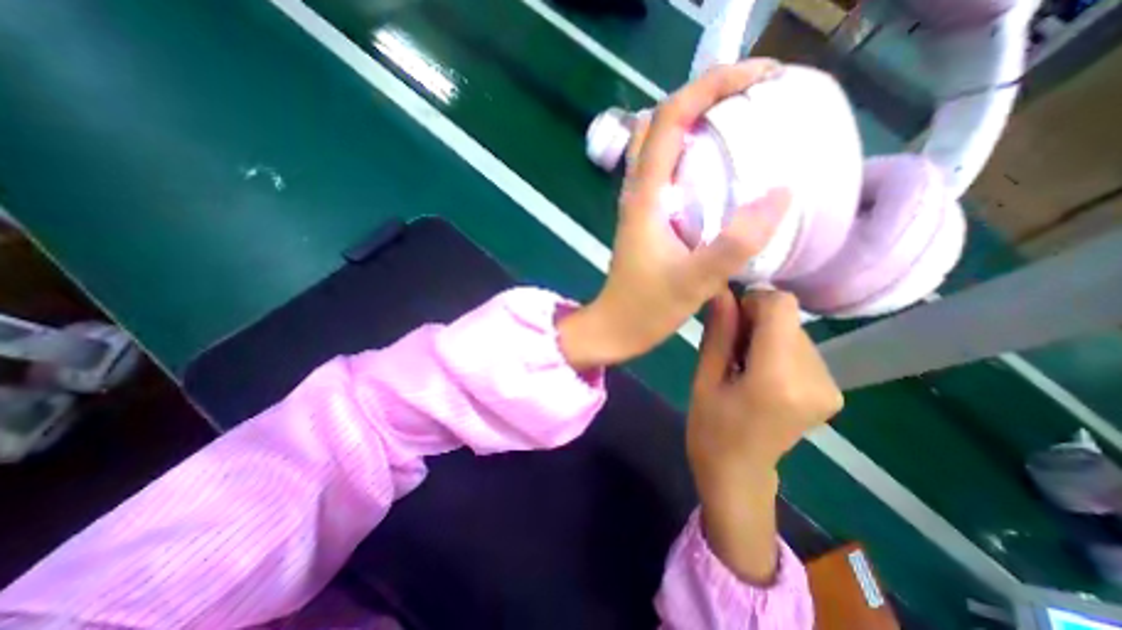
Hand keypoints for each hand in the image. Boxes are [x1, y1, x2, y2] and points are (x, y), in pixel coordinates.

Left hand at [561, 60, 787, 367]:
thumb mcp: (693, 281)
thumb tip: (781, 192)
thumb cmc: (645, 309)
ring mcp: (642, 205)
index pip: (670, 118)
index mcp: (645, 196)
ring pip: (663, 145)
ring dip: (699, 123)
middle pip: (663, 123)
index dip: (712, 84)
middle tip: (755, 96)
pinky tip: (721, 168)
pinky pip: (669, 172)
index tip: (761, 76)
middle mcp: (639, 191)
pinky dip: (694, 155)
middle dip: (707, 97)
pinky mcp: (648, 219)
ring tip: (742, 122)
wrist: (616, 327)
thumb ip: (734, 243)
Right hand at [684, 288, 842, 582]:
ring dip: (767, 336)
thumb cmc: (710, 427)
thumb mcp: (704, 378)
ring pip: (795, 332)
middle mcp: (815, 380)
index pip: (782, 307)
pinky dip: (778, 350)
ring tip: (743, 363)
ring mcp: (829, 387)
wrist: (738, 472)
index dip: (754, 301)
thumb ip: (718, 332)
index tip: (730, 317)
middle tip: (730, 345)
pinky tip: (759, 373)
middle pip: (789, 319)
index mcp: (777, 379)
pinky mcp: (832, 391)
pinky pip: (802, 349)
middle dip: (757, 321)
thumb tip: (723, 291)